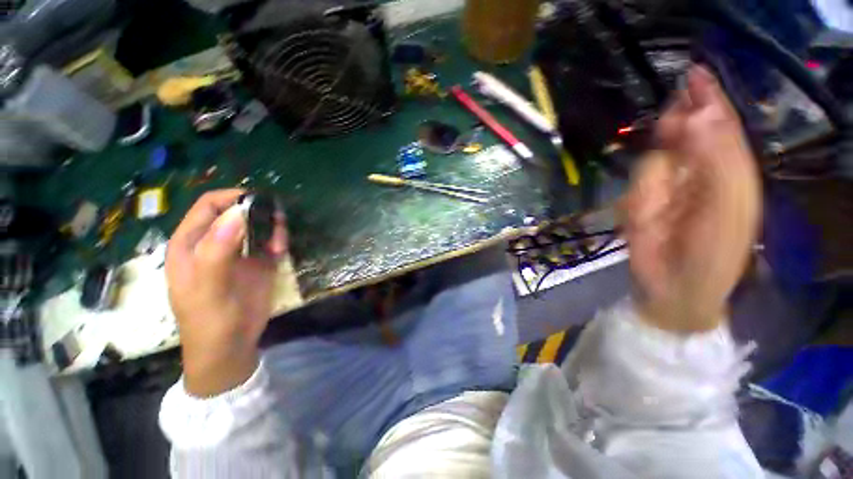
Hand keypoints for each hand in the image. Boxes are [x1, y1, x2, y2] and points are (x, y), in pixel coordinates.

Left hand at [166, 190, 286, 396]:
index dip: (233, 198)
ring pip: (258, 225)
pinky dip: (278, 240)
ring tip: (280, 245)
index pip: (209, 206)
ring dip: (272, 228)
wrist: (230, 347)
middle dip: (259, 214)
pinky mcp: (257, 263)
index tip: (260, 202)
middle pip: (238, 213)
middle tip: (277, 225)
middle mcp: (215, 242)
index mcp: (192, 243)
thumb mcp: (209, 287)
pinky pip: (270, 241)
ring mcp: (238, 252)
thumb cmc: (210, 320)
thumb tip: (236, 213)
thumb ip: (217, 250)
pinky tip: (281, 251)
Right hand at [622, 66, 760, 332]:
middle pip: (684, 137)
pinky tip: (645, 219)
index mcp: (731, 172)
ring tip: (656, 211)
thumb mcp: (726, 206)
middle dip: (674, 130)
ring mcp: (666, 189)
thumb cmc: (714, 254)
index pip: (720, 127)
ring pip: (654, 163)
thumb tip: (695, 117)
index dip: (709, 100)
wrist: (674, 288)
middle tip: (666, 128)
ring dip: (652, 184)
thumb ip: (716, 160)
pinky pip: (636, 188)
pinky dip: (637, 201)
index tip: (693, 74)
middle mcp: (699, 174)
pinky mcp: (639, 204)